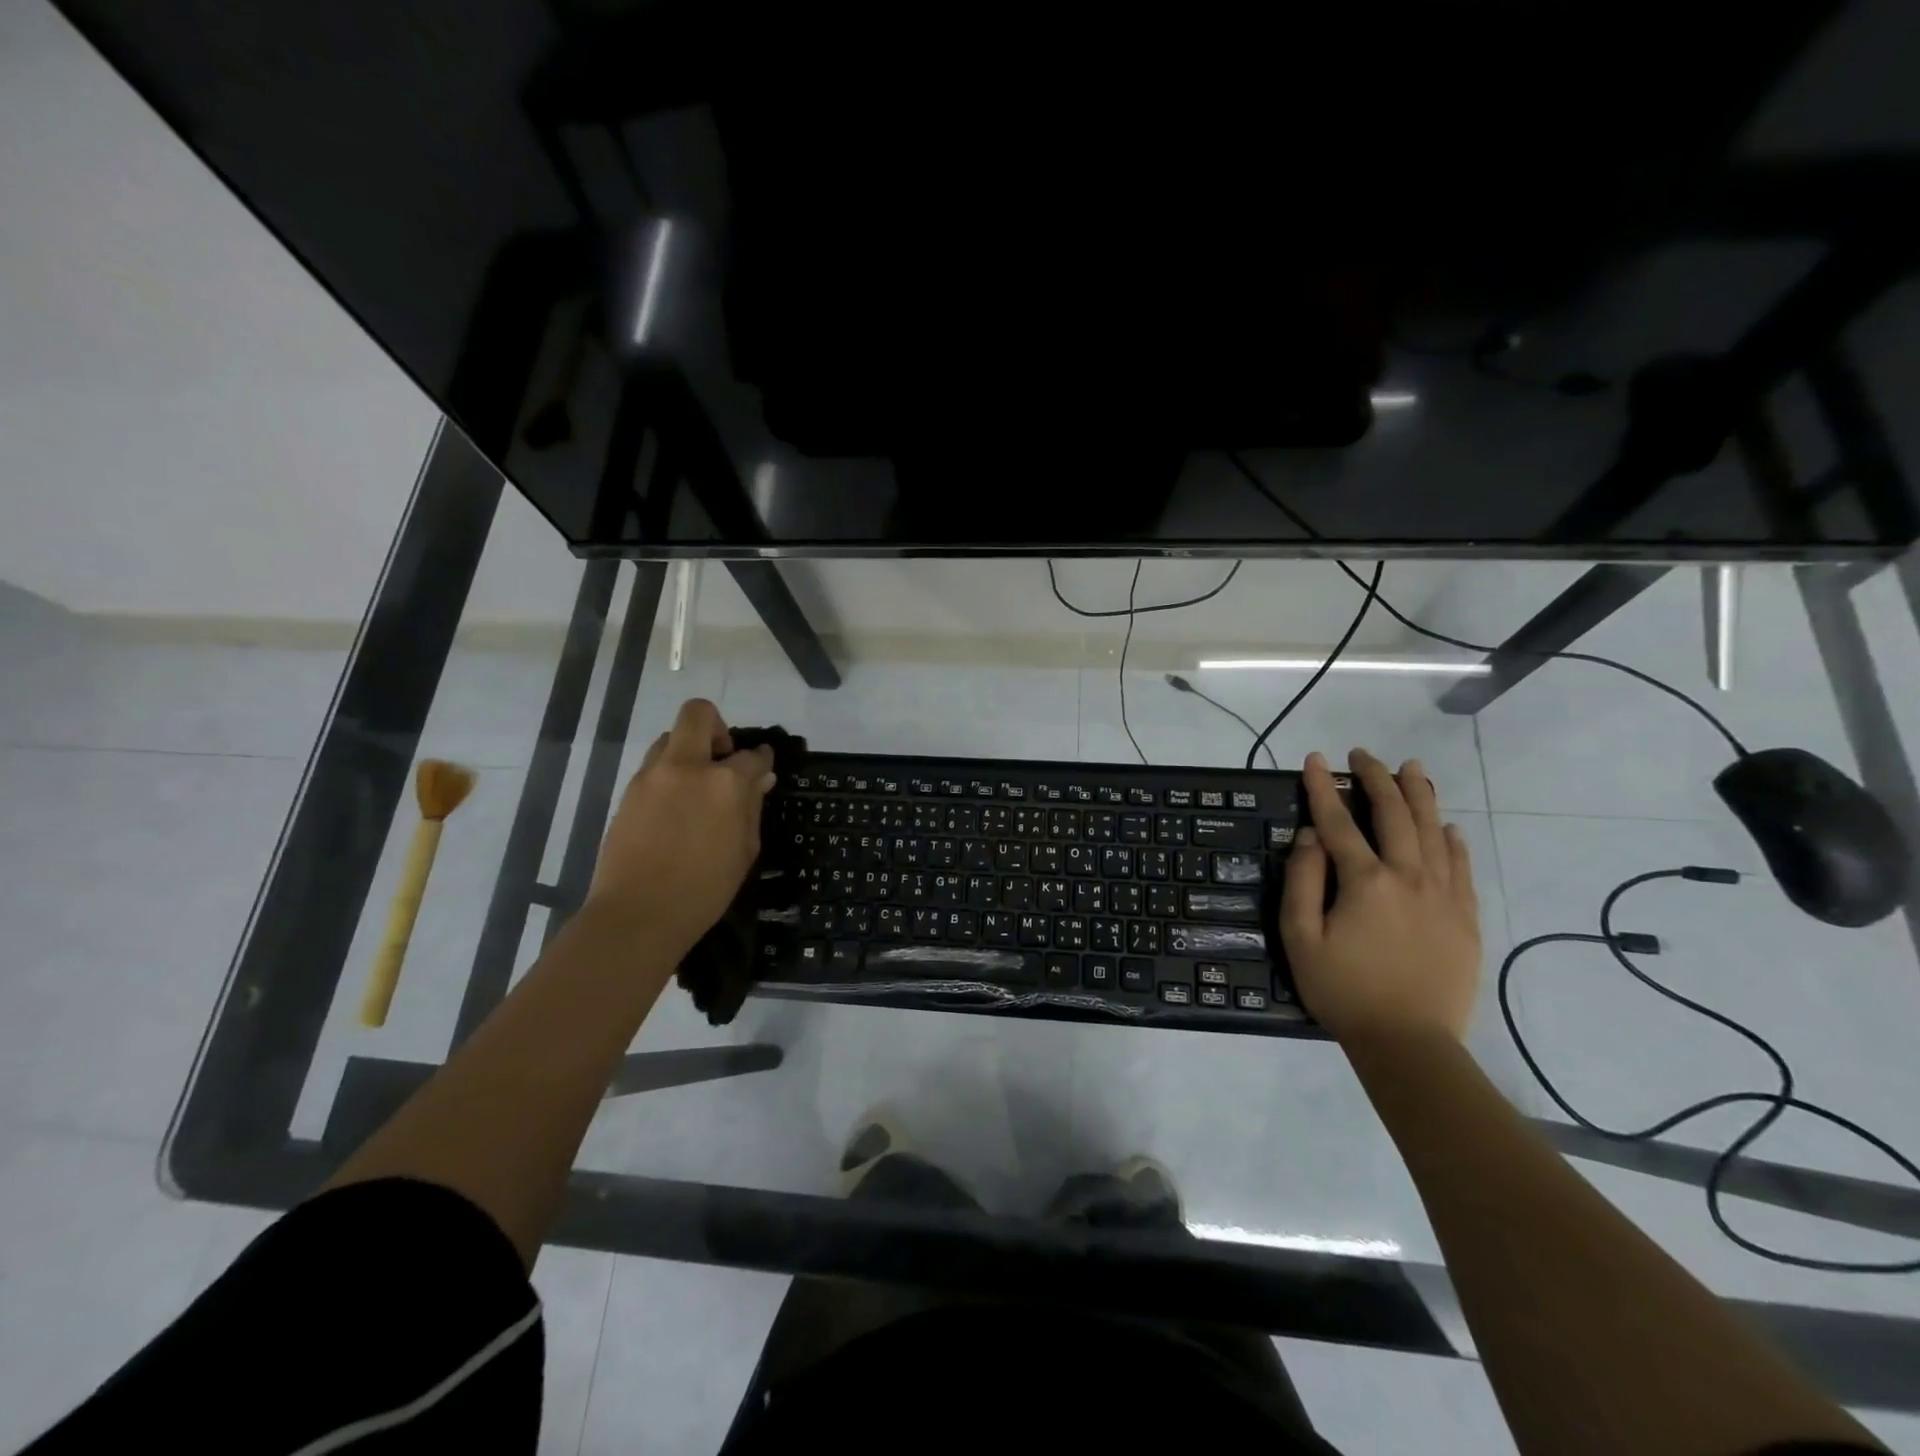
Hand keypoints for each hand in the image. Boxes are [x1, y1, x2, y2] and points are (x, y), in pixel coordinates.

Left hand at [585, 699, 776, 955]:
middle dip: (717, 726)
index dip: (762, 759)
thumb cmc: (704, 889)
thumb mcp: (744, 849)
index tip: (763, 766)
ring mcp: (652, 776)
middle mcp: (687, 766)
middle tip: (723, 759)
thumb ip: (752, 806)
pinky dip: (670, 774)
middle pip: (699, 714)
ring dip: (689, 751)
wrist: (638, 914)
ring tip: (697, 787)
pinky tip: (676, 809)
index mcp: (724, 782)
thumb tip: (760, 778)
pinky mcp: (629, 791)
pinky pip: (654, 766)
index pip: (752, 755)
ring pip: (670, 737)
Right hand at [1278, 748, 1480, 1046]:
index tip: (1314, 759)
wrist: (1410, 1042)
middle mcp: (1409, 877)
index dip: (1323, 787)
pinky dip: (1452, 840)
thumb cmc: (1343, 990)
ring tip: (1412, 768)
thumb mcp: (1300, 937)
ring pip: (1434, 831)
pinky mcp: (1465, 918)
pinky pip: (1461, 866)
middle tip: (1364, 755)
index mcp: (1366, 881)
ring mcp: (1444, 896)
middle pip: (1395, 814)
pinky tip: (1447, 826)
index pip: (1339, 821)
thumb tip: (1311, 835)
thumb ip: (1303, 880)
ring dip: (1421, 795)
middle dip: (1377, 778)